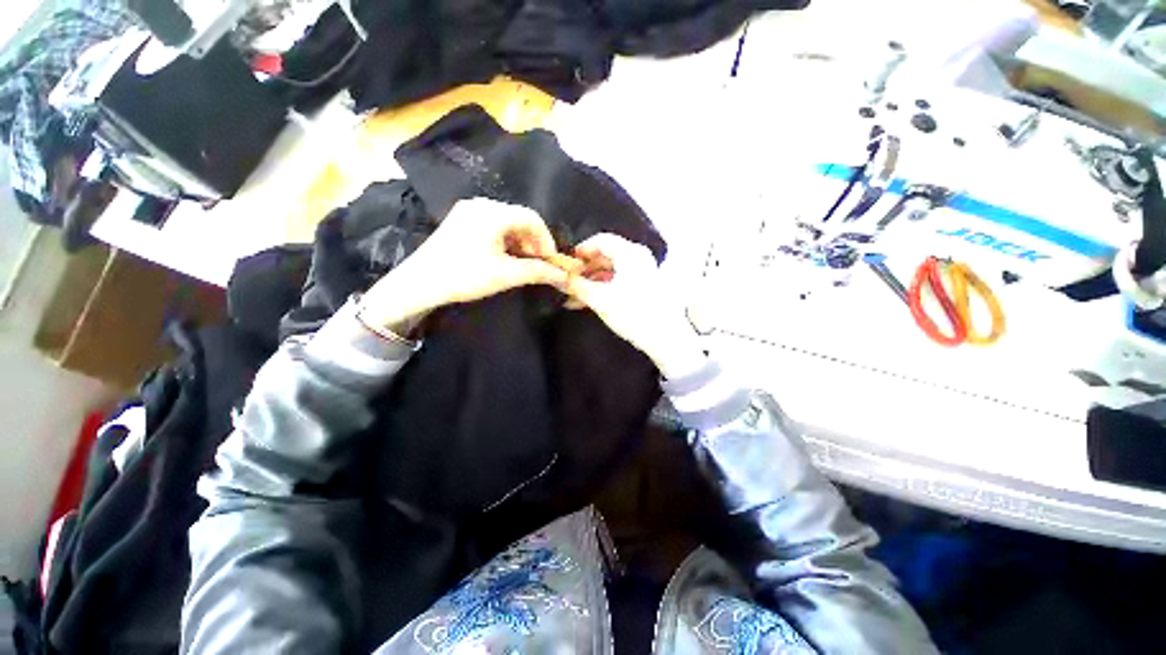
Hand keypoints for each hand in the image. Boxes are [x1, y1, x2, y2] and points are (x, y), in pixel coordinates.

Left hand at [359, 199, 566, 333]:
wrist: (419, 284)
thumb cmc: (464, 276)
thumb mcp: (505, 275)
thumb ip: (537, 271)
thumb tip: (563, 274)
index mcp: (492, 212)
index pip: (532, 218)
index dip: (547, 240)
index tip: (552, 261)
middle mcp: (481, 204)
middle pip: (519, 219)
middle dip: (533, 242)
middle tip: (538, 264)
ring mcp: (468, 211)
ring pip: (506, 223)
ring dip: (520, 243)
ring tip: (523, 264)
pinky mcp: (461, 221)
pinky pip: (492, 226)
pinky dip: (505, 241)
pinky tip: (505, 258)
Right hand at [566, 234, 705, 378]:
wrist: (665, 337)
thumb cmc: (632, 313)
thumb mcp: (600, 299)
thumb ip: (577, 286)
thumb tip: (557, 278)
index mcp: (630, 253)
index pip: (601, 240)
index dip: (581, 250)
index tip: (566, 262)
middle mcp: (638, 257)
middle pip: (606, 255)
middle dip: (586, 268)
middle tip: (569, 280)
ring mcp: (643, 272)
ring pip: (612, 269)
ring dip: (593, 279)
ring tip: (575, 294)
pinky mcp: (645, 286)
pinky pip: (619, 279)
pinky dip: (604, 286)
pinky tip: (590, 299)